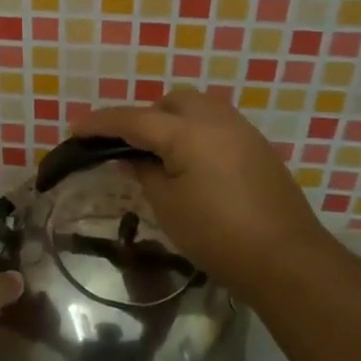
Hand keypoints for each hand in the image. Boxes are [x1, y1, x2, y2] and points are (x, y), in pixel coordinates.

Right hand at [73, 87, 334, 297]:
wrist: (284, 258)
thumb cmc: (216, 235)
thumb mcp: (167, 205)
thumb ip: (144, 171)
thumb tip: (132, 156)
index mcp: (187, 131)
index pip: (133, 120)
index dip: (101, 124)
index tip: (76, 130)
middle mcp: (215, 119)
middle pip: (169, 102)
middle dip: (143, 117)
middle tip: (126, 147)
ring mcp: (240, 129)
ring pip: (196, 107)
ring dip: (171, 121)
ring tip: (158, 154)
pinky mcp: (256, 145)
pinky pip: (215, 123)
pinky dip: (194, 132)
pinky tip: (190, 163)